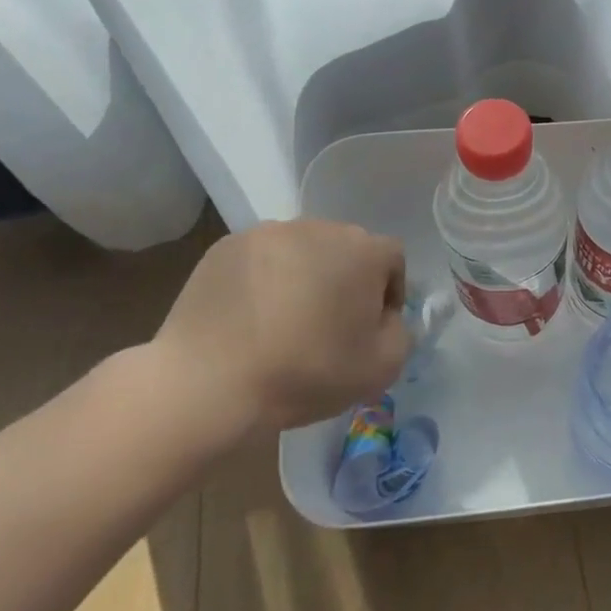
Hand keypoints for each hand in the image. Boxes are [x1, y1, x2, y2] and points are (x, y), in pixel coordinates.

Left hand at [146, 220, 408, 445]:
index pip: (392, 260)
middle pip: (347, 250)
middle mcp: (321, 227)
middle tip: (328, 326)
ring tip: (284, 321)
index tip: (369, 329)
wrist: (209, 383)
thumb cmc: (306, 373)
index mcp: (364, 250)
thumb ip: (400, 333)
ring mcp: (270, 232)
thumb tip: (384, 318)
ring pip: (303, 251)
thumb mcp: (381, 368)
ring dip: (304, 276)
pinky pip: (261, 259)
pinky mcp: (227, 246)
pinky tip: (250, 318)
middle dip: (345, 281)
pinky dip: (264, 280)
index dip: (388, 294)